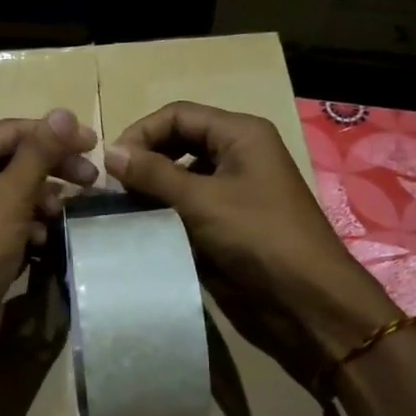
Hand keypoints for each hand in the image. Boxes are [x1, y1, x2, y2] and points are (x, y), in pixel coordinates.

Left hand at [0, 108, 98, 363]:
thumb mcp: (13, 194)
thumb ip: (40, 152)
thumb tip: (65, 111)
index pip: (14, 130)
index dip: (55, 134)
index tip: (93, 145)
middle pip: (14, 158)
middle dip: (52, 168)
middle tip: (91, 179)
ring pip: (14, 189)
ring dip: (43, 198)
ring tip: (64, 213)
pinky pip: (7, 216)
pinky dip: (28, 222)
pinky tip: (42, 238)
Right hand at [105, 102, 397, 387]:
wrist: (305, 301)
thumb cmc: (257, 238)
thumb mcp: (201, 200)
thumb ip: (153, 174)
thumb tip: (109, 152)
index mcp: (240, 134)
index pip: (178, 115)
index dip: (141, 133)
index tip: (109, 165)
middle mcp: (238, 154)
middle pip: (179, 142)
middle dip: (145, 161)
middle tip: (114, 189)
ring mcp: (234, 190)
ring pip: (181, 176)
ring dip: (152, 190)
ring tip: (123, 210)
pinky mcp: (228, 223)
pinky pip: (189, 207)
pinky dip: (165, 213)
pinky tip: (143, 229)